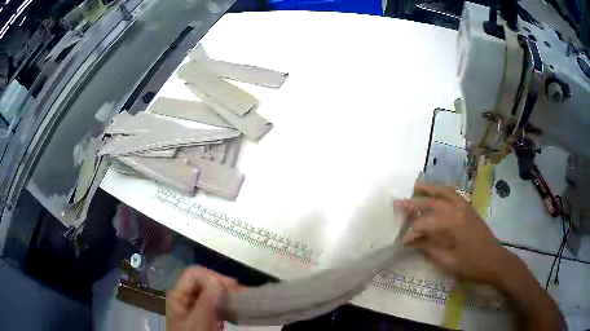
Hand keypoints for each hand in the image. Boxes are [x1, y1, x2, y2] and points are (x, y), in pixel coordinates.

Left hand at [167, 267, 241, 330]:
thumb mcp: (198, 323)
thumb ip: (206, 303)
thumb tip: (219, 281)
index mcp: (179, 294)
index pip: (194, 274)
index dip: (212, 276)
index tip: (230, 288)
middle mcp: (185, 296)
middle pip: (202, 280)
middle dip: (221, 283)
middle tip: (239, 292)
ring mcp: (194, 304)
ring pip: (210, 290)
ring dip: (225, 292)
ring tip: (241, 297)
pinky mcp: (203, 313)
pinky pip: (214, 301)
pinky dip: (225, 301)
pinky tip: (235, 306)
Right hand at [395, 182, 512, 284]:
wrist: (495, 261)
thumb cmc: (472, 265)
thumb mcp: (449, 262)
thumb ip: (430, 249)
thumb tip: (412, 242)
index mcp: (453, 224)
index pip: (426, 224)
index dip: (412, 233)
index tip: (402, 242)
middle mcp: (458, 210)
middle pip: (432, 203)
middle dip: (414, 203)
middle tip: (398, 203)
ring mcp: (465, 207)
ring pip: (444, 192)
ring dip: (429, 189)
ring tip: (416, 187)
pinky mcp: (469, 209)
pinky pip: (454, 195)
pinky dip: (442, 191)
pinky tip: (436, 194)